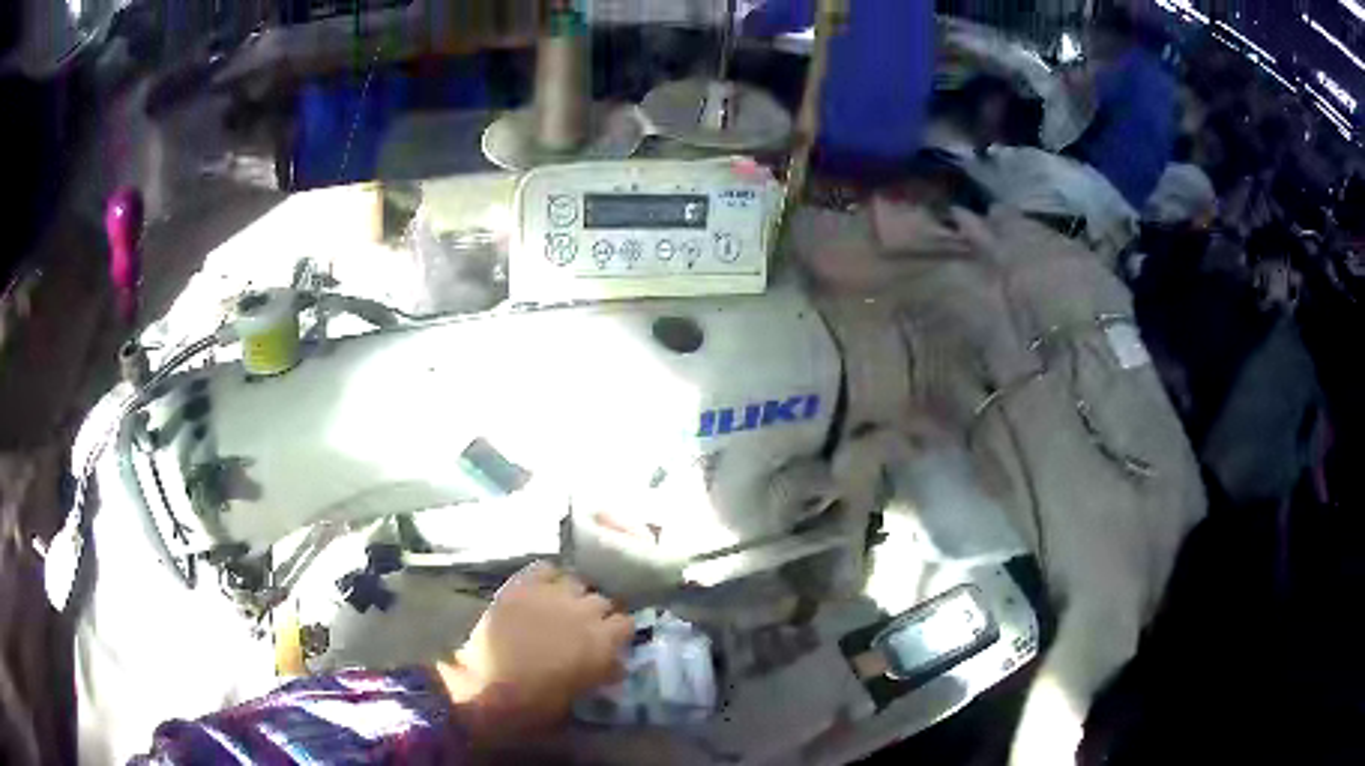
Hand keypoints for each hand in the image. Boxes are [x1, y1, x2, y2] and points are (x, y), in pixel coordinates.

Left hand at [435, 562, 632, 743]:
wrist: (487, 686)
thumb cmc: (536, 702)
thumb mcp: (580, 694)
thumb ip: (601, 673)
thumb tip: (615, 664)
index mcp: (603, 642)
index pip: (626, 623)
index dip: (617, 632)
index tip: (609, 641)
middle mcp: (584, 612)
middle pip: (603, 600)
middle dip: (596, 613)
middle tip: (582, 627)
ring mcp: (552, 595)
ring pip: (577, 581)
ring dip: (573, 594)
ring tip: (561, 606)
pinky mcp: (523, 585)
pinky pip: (545, 567)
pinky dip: (548, 576)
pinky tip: (542, 589)